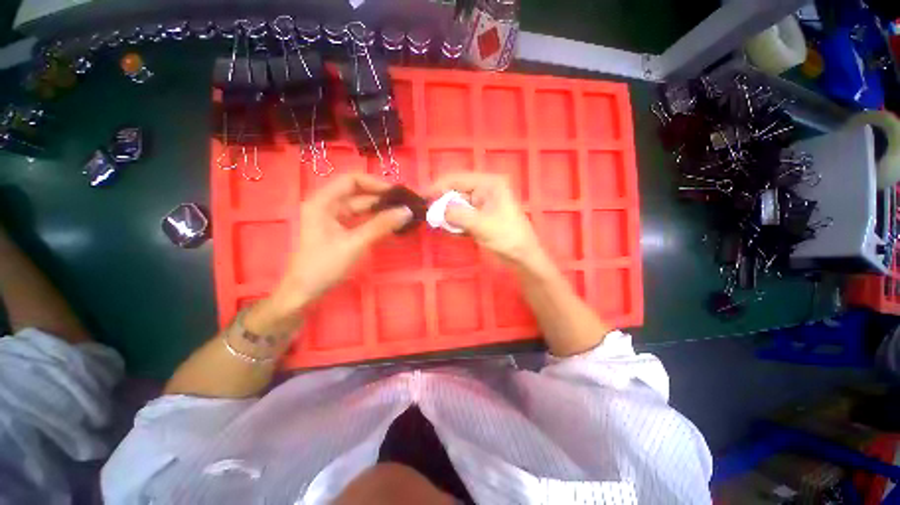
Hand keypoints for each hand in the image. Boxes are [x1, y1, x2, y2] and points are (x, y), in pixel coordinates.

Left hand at [272, 174, 411, 312]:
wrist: (304, 293)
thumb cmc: (324, 266)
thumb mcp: (355, 243)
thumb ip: (381, 225)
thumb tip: (407, 211)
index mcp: (323, 202)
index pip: (352, 180)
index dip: (375, 183)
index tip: (397, 194)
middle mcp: (327, 205)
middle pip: (358, 193)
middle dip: (382, 197)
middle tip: (405, 204)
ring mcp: (333, 218)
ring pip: (361, 207)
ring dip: (381, 209)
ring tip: (403, 212)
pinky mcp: (339, 230)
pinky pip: (360, 219)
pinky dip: (375, 220)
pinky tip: (390, 223)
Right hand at [428, 173, 550, 271]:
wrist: (523, 257)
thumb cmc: (507, 237)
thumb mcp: (481, 225)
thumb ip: (457, 215)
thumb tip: (436, 210)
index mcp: (489, 184)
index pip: (458, 179)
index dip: (438, 186)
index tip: (422, 196)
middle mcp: (486, 189)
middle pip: (457, 191)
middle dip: (443, 202)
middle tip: (428, 213)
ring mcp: (484, 203)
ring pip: (459, 204)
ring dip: (448, 213)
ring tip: (437, 222)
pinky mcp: (482, 215)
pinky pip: (464, 214)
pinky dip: (455, 220)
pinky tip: (450, 228)